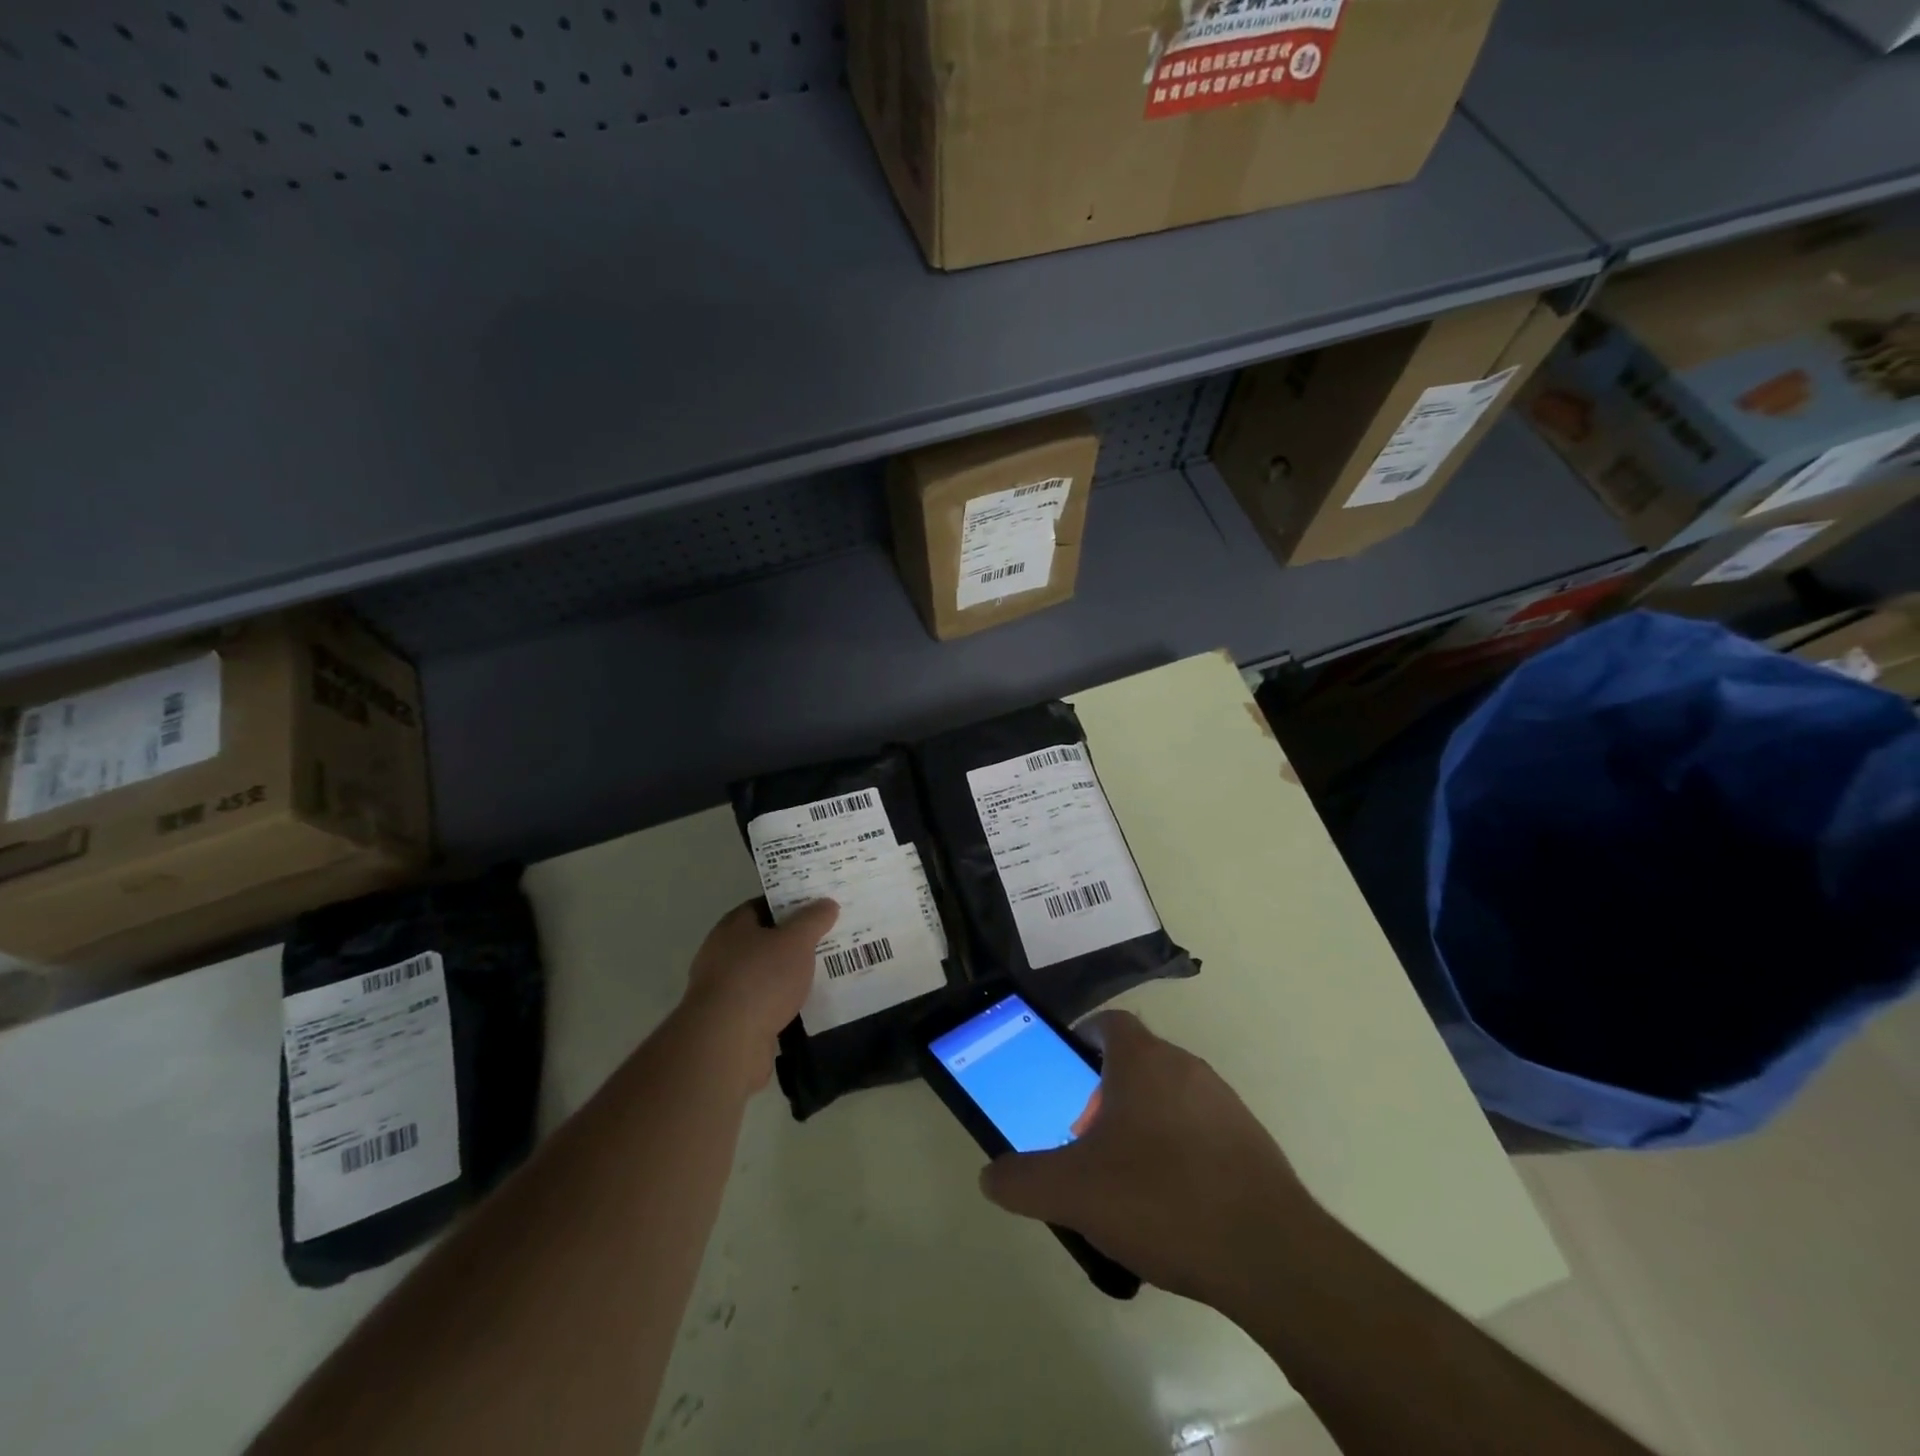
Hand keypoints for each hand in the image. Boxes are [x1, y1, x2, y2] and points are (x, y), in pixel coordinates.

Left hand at [681, 898, 837, 1091]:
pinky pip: (762, 1004)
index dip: (791, 904)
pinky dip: (781, 1003)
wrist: (726, 1043)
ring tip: (822, 974)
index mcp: (733, 926)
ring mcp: (723, 990)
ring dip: (787, 975)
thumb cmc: (761, 979)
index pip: (764, 905)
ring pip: (764, 974)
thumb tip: (827, 903)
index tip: (818, 909)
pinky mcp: (729, 1022)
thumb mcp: (796, 941)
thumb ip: (813, 920)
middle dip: (793, 941)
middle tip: (827, 940)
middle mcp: (721, 953)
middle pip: (764, 940)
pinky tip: (805, 1006)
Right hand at [980, 1010, 1319, 1308]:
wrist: (1269, 1255)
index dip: (1084, 1039)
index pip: (1110, 1023)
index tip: (1068, 1072)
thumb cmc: (1160, 1200)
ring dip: (1144, 1121)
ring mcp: (1225, 1103)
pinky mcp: (1253, 1142)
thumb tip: (990, 1175)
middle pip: (1138, 1061)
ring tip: (1126, 1176)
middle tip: (1087, 1138)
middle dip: (1107, 1091)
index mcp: (1143, 1061)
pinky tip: (1173, 1203)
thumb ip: (1022, 1180)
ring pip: (1171, 1096)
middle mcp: (1186, 1067)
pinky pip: (1202, 1130)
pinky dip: (1180, 1150)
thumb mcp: (1073, 1193)